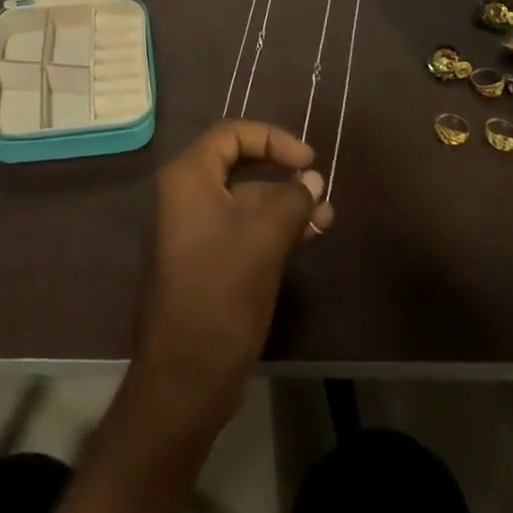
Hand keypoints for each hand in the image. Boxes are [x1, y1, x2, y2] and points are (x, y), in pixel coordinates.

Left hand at [128, 122, 333, 437]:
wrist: (185, 377)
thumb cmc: (221, 293)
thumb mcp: (264, 239)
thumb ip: (292, 200)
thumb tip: (312, 178)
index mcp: (188, 177)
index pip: (232, 135)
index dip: (273, 139)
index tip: (308, 160)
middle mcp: (186, 195)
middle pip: (239, 166)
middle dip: (284, 177)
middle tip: (321, 193)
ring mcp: (194, 230)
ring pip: (245, 202)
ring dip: (285, 207)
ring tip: (326, 221)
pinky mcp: (205, 261)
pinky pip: (242, 229)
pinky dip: (273, 229)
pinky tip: (307, 239)